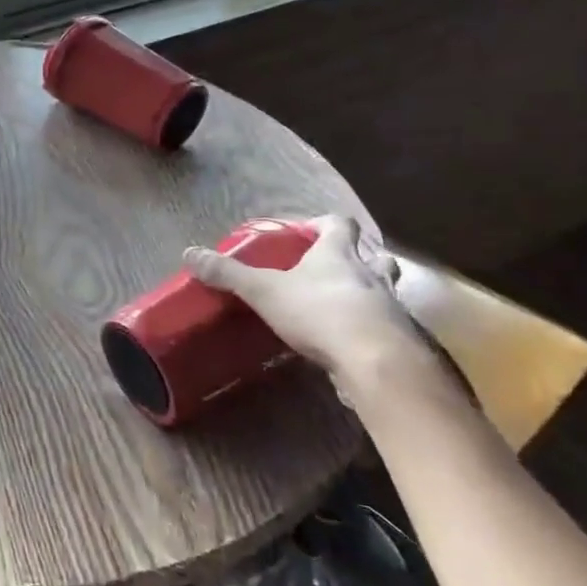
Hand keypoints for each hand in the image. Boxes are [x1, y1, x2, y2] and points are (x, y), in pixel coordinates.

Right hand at [183, 214, 440, 408]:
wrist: (376, 361)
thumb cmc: (319, 312)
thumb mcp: (264, 290)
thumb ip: (229, 273)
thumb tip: (189, 253)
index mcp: (338, 254)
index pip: (339, 224)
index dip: (324, 223)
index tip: (306, 232)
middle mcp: (369, 274)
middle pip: (373, 255)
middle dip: (356, 258)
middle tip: (331, 268)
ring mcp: (389, 307)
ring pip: (384, 290)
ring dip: (368, 292)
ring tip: (342, 304)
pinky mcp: (397, 339)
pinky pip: (385, 325)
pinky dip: (370, 327)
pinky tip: (350, 341)